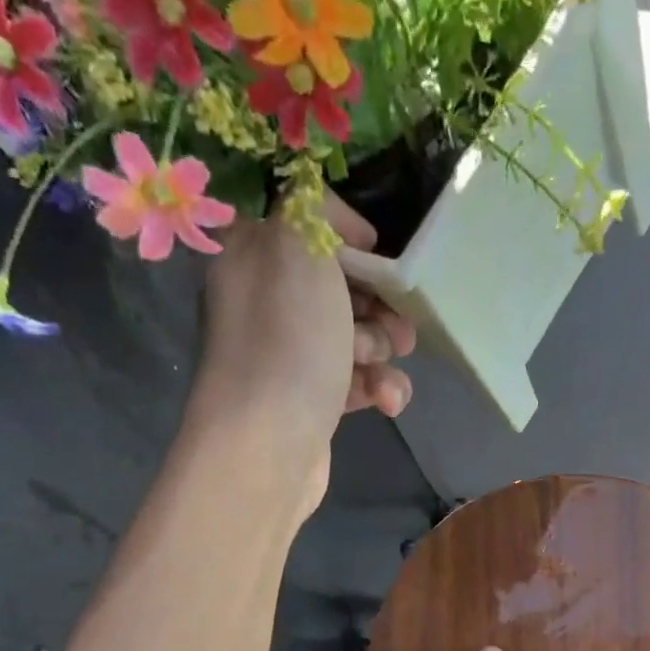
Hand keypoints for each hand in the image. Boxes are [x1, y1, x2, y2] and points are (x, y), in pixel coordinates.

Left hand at [195, 195, 415, 512]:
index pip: (308, 229)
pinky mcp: (311, 403)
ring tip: (383, 365)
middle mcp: (265, 304)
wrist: (269, 444)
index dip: (352, 240)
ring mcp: (288, 358)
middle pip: (340, 287)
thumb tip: (338, 223)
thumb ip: (314, 206)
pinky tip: (386, 402)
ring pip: (355, 338)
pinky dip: (377, 388)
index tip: (382, 257)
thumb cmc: (286, 339)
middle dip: (378, 303)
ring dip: (382, 350)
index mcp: (253, 256)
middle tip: (395, 322)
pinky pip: (355, 382)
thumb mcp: (297, 244)